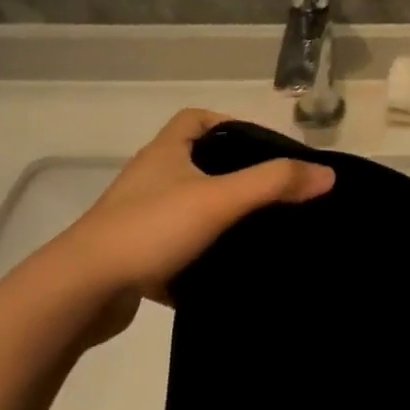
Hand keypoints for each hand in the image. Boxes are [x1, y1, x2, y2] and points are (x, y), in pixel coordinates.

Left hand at [40, 110, 333, 347]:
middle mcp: (150, 180)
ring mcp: (139, 219)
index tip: (263, 148)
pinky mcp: (135, 257)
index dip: (230, 123)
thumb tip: (327, 174)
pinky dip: (203, 256)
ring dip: (220, 217)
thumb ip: (274, 184)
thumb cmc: (151, 229)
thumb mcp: (220, 200)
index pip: (196, 119)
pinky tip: (230, 272)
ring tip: (261, 232)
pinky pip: (178, 248)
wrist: (81, 291)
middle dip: (234, 175)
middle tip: (274, 193)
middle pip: (197, 164)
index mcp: (165, 153)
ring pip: (189, 208)